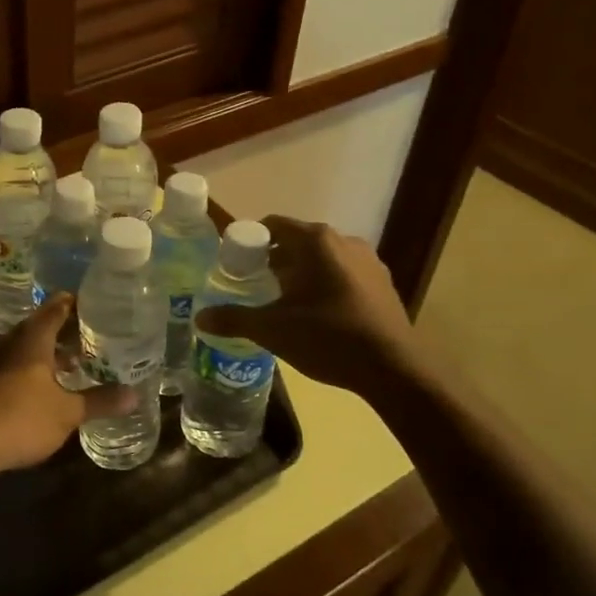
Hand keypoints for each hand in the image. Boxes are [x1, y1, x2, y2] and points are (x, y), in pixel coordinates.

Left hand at [0, 296, 133, 477]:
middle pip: (36, 329)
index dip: (68, 304)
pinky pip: (16, 370)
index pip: (52, 313)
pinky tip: (47, 388)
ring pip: (25, 351)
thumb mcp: (67, 412)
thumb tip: (133, 394)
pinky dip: (35, 372)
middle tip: (83, 330)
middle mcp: (12, 349)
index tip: (86, 299)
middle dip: (59, 329)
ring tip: (71, 360)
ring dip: (47, 353)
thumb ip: (99, 402)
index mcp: (32, 344)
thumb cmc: (22, 418)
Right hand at [192, 216, 424, 398]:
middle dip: (273, 261)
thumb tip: (200, 318)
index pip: (272, 225)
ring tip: (283, 304)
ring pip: (322, 259)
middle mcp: (343, 241)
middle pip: (297, 242)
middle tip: (252, 287)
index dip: (249, 242)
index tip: (234, 265)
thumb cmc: (328, 338)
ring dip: (300, 274)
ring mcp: (369, 261)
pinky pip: (343, 275)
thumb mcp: (273, 330)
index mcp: (315, 242)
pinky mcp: (383, 284)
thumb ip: (234, 319)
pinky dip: (325, 286)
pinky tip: (317, 316)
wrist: (394, 369)